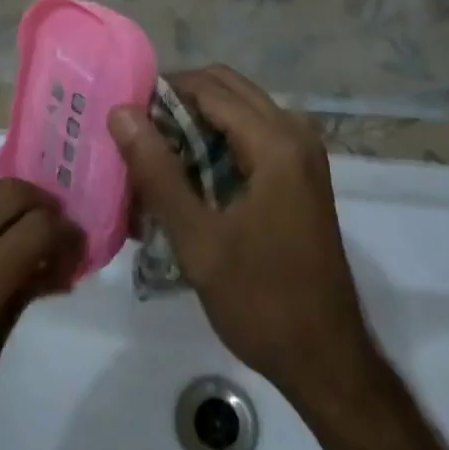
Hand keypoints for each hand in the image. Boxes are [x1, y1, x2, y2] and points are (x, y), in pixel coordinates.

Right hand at [109, 66, 375, 400]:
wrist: (327, 361)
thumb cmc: (261, 301)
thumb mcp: (198, 240)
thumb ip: (157, 172)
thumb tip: (122, 113)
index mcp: (276, 142)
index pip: (209, 88)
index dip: (162, 93)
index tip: (124, 116)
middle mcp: (295, 133)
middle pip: (227, 89)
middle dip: (180, 102)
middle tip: (137, 133)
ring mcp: (302, 153)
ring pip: (239, 110)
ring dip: (198, 121)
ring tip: (155, 154)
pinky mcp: (301, 174)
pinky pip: (253, 135)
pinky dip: (218, 142)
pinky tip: (188, 176)